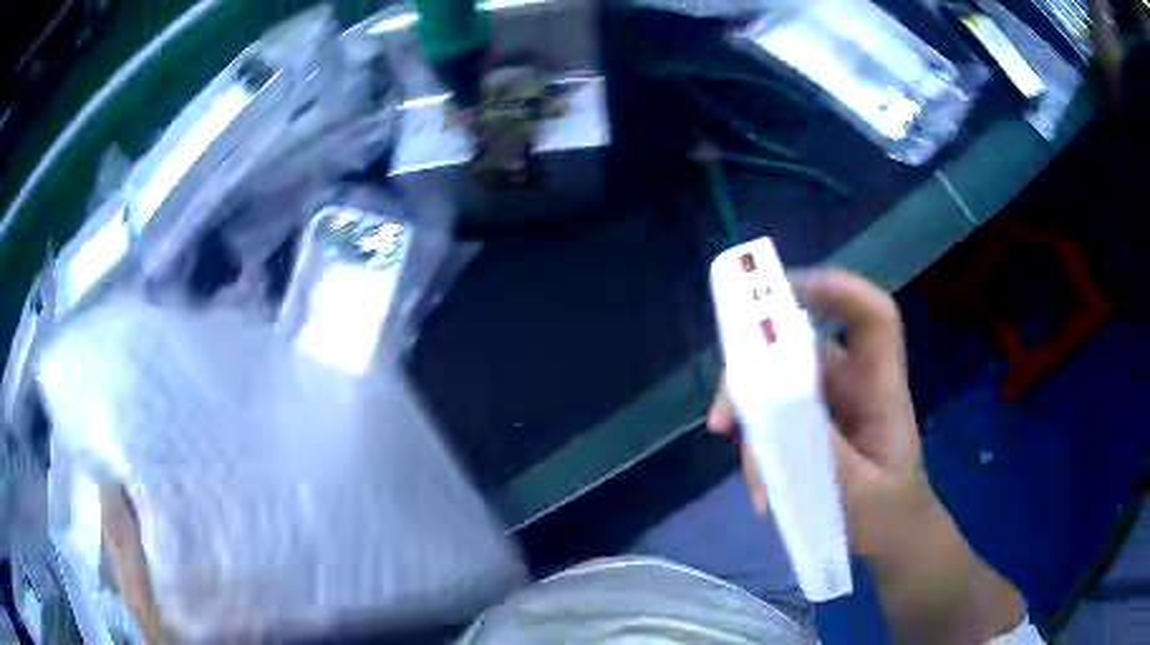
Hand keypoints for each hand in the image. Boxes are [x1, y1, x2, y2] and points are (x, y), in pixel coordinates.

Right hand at [707, 268, 936, 559]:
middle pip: (802, 348)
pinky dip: (758, 452)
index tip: (780, 294)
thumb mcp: (861, 496)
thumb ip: (823, 452)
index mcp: (881, 388)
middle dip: (756, 373)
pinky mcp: (811, 431)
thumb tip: (775, 406)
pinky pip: (774, 423)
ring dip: (752, 426)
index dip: (836, 290)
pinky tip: (761, 493)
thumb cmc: (890, 516)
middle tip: (723, 419)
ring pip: (779, 387)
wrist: (891, 544)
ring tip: (752, 481)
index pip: (871, 317)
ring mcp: (829, 408)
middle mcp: (854, 386)